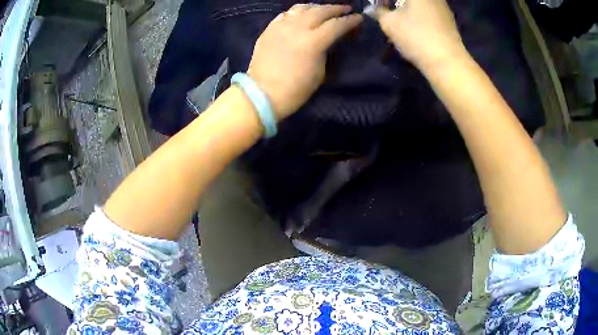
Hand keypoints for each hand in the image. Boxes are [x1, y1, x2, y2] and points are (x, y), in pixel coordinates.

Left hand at [247, 4, 362, 120]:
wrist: (263, 93)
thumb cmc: (295, 89)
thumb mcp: (320, 71)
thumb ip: (326, 50)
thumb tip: (329, 38)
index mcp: (313, 42)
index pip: (336, 25)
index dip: (350, 21)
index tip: (359, 18)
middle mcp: (297, 28)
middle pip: (320, 11)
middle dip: (336, 9)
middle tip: (346, 9)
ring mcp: (281, 26)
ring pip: (301, 8)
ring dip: (316, 7)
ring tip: (323, 9)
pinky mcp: (269, 29)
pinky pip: (285, 14)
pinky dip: (297, 12)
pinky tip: (301, 15)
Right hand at [370, 0, 466, 70]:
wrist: (447, 62)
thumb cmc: (416, 36)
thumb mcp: (389, 23)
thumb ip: (379, 12)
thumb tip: (372, 10)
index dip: (384, 2)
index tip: (379, 8)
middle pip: (409, 1)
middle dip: (396, 6)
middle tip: (387, 15)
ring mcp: (443, 9)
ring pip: (420, 8)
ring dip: (407, 13)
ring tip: (399, 26)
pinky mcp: (449, 22)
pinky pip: (429, 16)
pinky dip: (419, 20)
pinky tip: (413, 33)